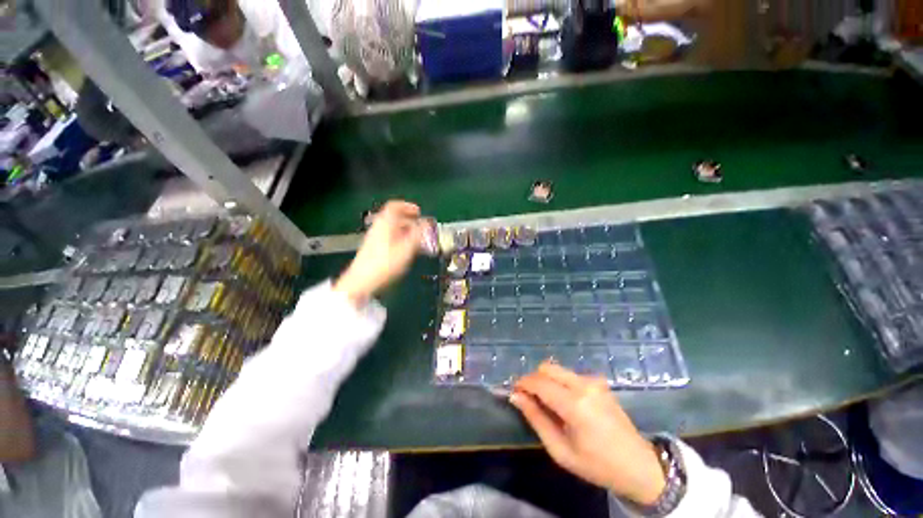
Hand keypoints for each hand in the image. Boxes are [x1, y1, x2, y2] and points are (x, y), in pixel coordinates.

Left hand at [334, 200, 422, 306]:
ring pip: (392, 228)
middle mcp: (378, 227)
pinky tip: (407, 249)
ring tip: (417, 239)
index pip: (394, 206)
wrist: (361, 281)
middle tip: (421, 227)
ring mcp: (374, 237)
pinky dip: (400, 238)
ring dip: (406, 230)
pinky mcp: (373, 248)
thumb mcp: (406, 248)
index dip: (408, 206)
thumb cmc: (386, 263)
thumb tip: (427, 223)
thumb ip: (418, 234)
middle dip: (410, 220)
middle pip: (394, 217)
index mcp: (385, 223)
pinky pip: (389, 237)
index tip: (419, 211)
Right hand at [511, 362, 666, 505]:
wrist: (640, 466)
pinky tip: (566, 403)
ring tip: (548, 404)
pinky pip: (570, 375)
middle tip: (530, 399)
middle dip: (534, 379)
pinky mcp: (599, 382)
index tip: (514, 393)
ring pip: (558, 369)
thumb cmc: (597, 465)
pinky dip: (560, 383)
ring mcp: (593, 381)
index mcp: (574, 403)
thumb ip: (536, 419)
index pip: (538, 382)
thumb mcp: (560, 450)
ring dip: (547, 381)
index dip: (522, 384)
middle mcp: (583, 385)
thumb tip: (516, 397)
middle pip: (547, 367)